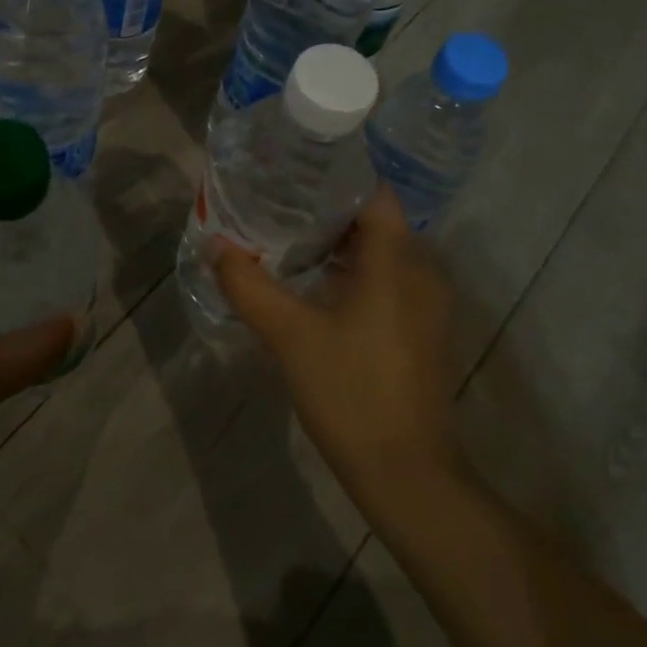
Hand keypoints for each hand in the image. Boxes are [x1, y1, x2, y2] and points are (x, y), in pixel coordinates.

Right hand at [210, 184, 462, 512]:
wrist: (407, 473)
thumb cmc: (349, 392)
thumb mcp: (289, 335)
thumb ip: (249, 285)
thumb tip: (217, 245)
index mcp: (397, 261)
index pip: (373, 192)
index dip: (334, 177)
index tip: (292, 174)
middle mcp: (423, 271)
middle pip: (376, 220)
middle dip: (328, 211)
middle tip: (278, 206)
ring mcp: (429, 303)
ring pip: (383, 253)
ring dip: (340, 244)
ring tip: (289, 240)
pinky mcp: (424, 330)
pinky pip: (390, 280)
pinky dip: (356, 272)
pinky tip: (317, 286)